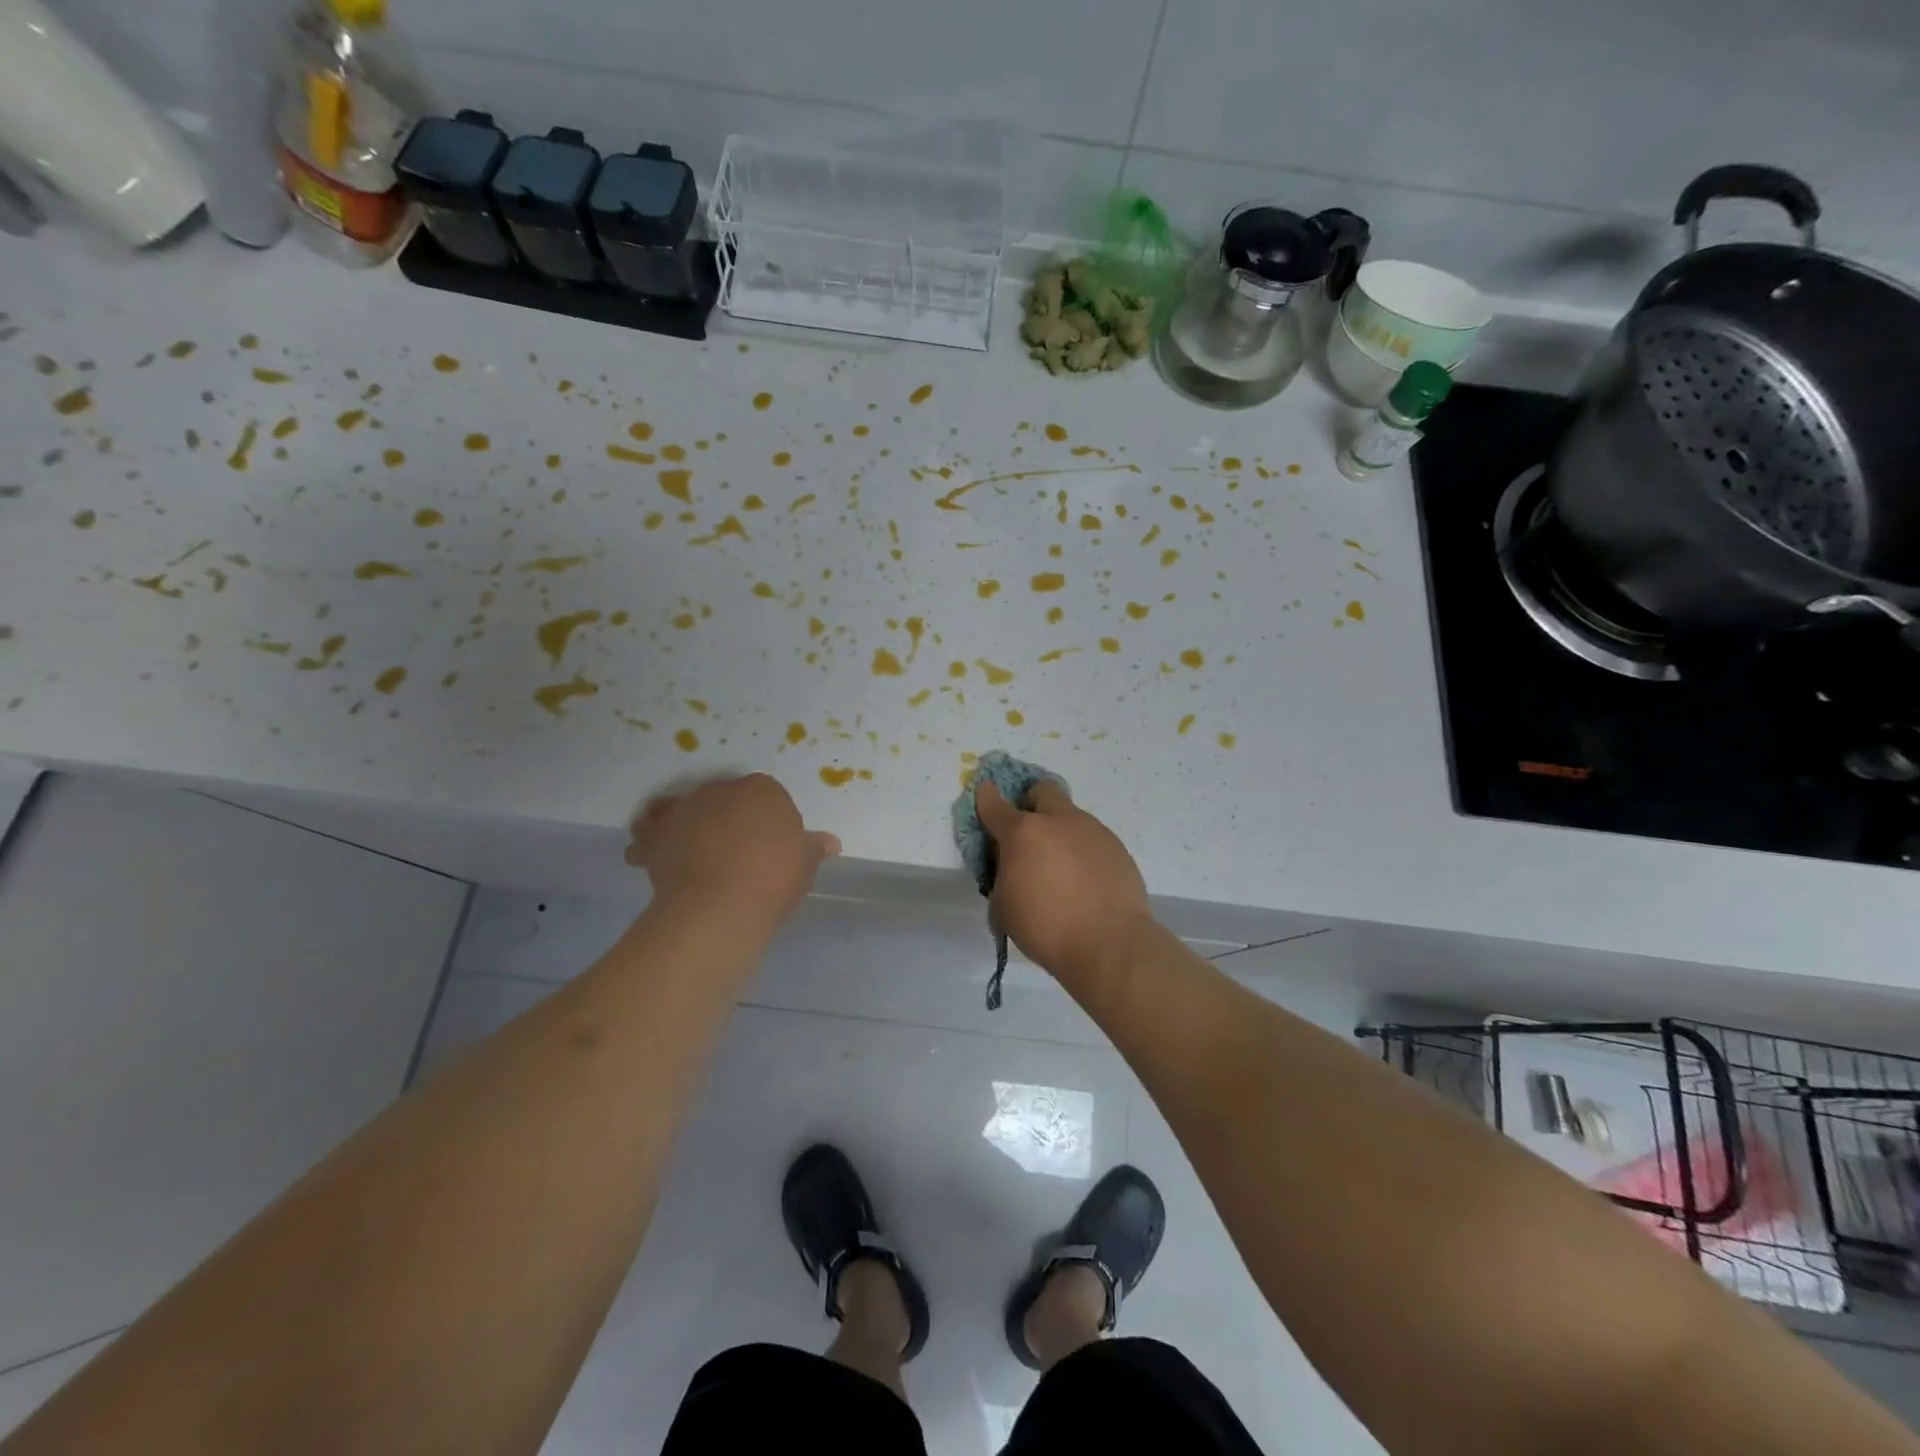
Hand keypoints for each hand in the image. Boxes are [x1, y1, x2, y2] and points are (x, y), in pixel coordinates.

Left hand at [625, 774, 839, 922]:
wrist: (721, 905)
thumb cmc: (773, 879)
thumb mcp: (805, 864)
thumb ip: (813, 848)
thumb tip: (830, 842)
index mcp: (762, 790)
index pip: (765, 796)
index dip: (764, 819)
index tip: (766, 844)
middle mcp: (721, 790)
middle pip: (722, 799)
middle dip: (722, 818)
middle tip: (728, 850)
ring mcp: (686, 809)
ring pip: (681, 809)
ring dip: (680, 823)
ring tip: (682, 848)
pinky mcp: (657, 834)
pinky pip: (648, 831)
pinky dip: (648, 841)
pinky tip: (648, 857)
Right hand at [975, 779, 1150, 982]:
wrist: (1109, 943)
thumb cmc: (1046, 927)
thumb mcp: (1004, 907)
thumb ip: (1002, 877)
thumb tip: (1011, 868)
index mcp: (1023, 833)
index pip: (995, 805)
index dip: (986, 798)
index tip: (985, 794)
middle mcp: (1059, 821)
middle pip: (1042, 790)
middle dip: (1031, 802)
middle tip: (1029, 831)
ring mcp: (1092, 831)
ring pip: (1071, 816)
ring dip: (1060, 832)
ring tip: (1061, 869)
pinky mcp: (1117, 847)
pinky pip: (1092, 840)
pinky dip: (1083, 853)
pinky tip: (1085, 882)